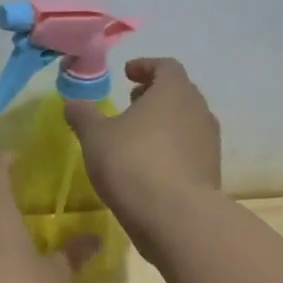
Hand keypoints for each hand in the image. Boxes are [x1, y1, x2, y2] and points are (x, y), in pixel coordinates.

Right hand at [64, 57, 221, 258]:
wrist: (175, 216)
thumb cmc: (132, 164)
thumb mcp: (95, 138)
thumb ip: (83, 116)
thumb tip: (72, 103)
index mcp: (173, 91)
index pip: (165, 66)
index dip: (145, 66)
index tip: (127, 73)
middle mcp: (198, 110)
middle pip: (179, 92)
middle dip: (155, 94)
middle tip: (132, 102)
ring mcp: (209, 142)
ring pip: (187, 121)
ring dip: (165, 123)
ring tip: (139, 136)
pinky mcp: (211, 170)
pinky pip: (190, 149)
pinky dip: (172, 148)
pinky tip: (151, 165)